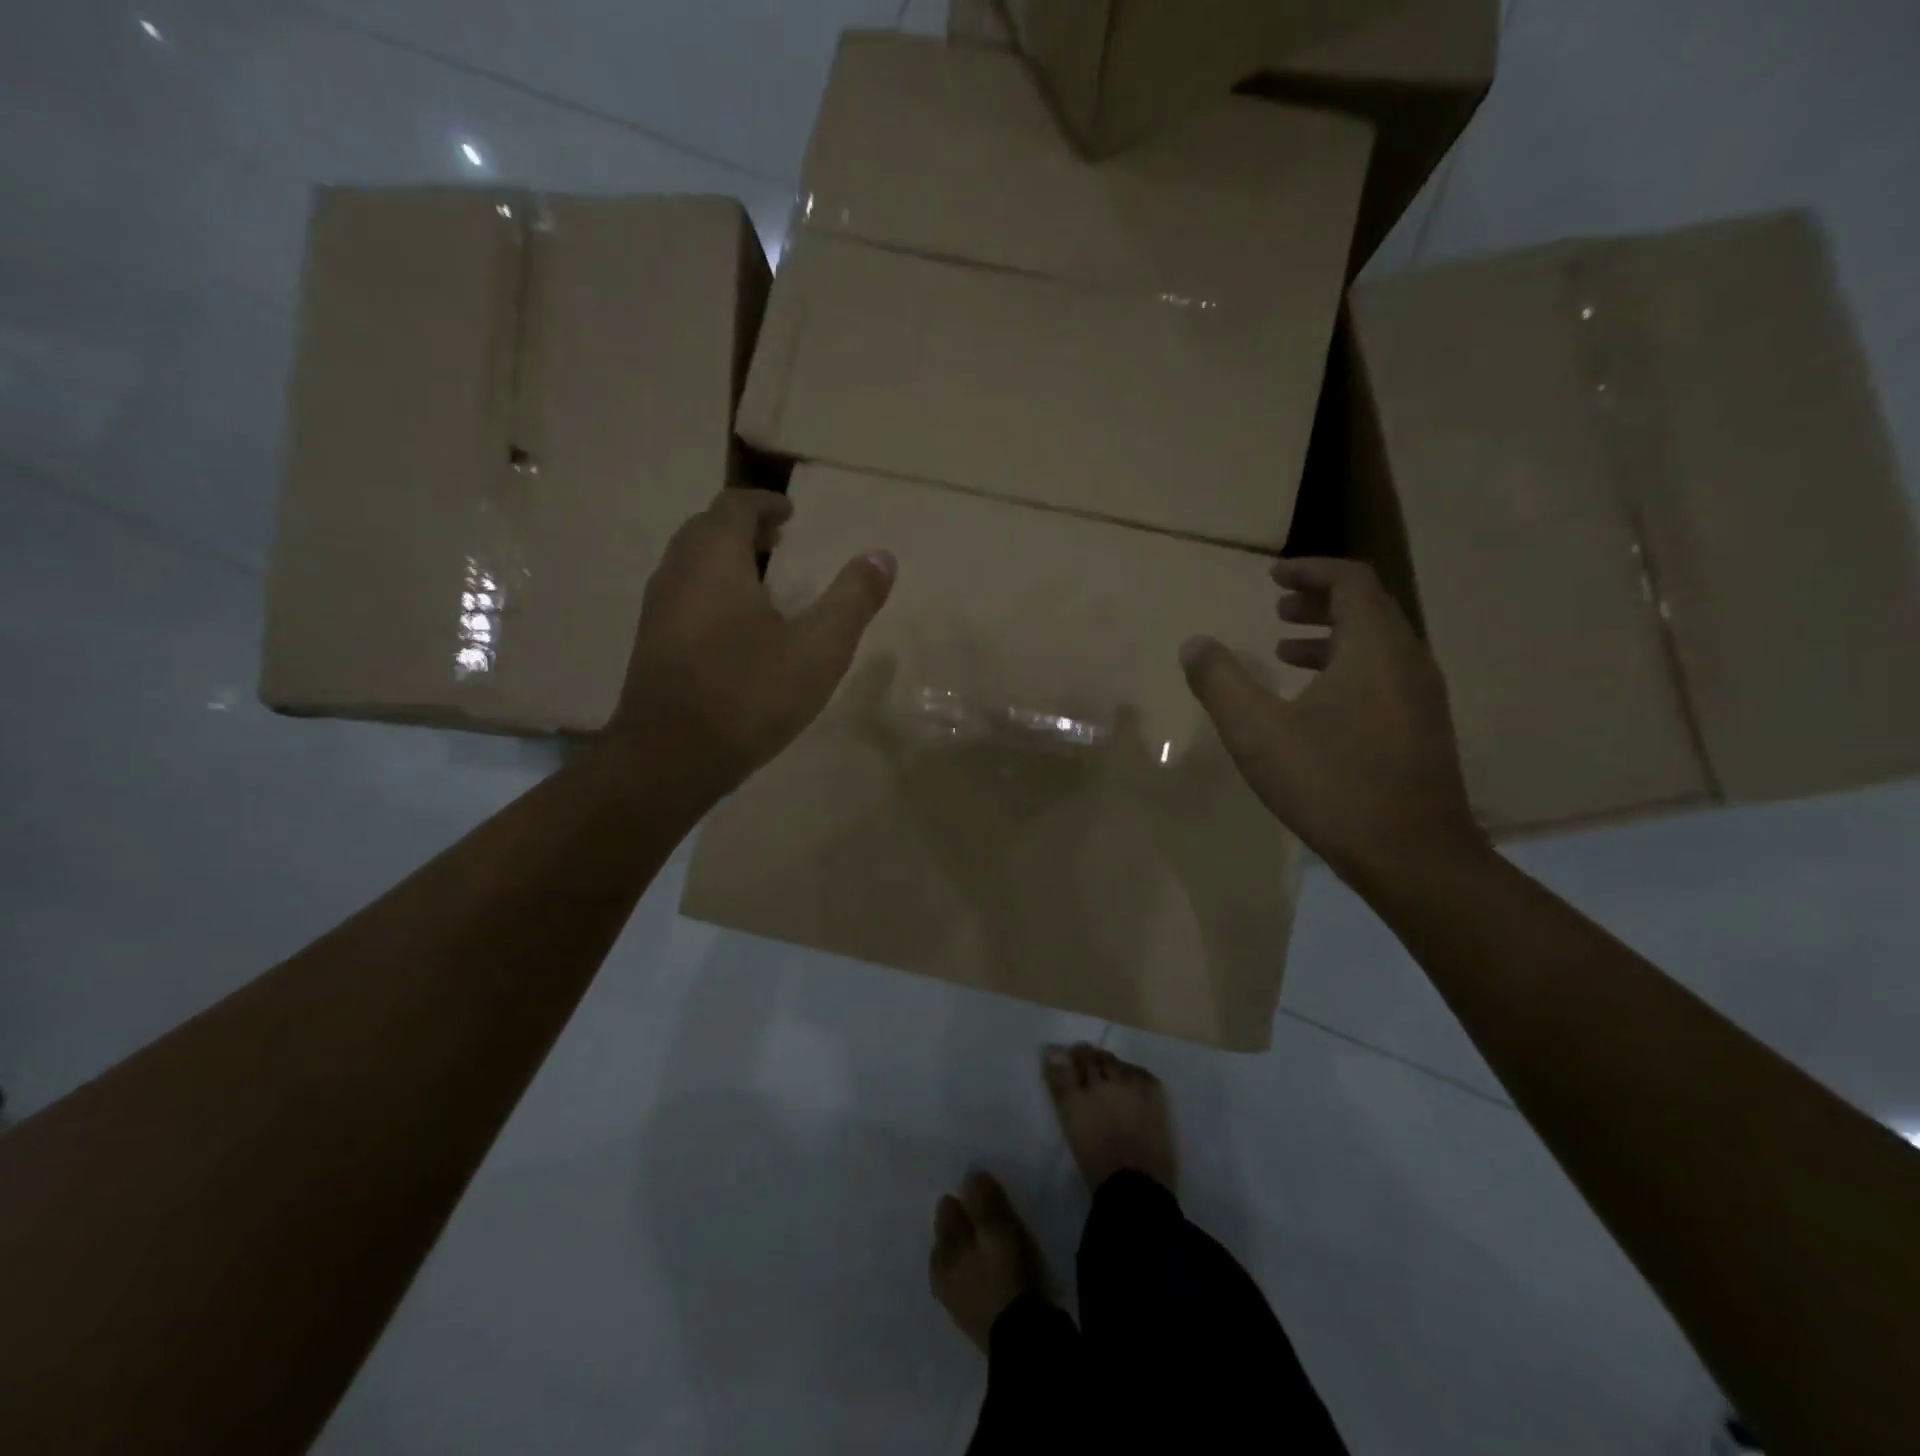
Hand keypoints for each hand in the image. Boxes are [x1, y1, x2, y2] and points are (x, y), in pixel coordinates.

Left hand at [610, 489, 894, 794]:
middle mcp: (677, 572)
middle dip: (743, 527)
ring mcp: (656, 609)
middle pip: (706, 529)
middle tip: (779, 541)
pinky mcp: (651, 644)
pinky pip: (683, 596)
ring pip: (690, 564)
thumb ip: (853, 599)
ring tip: (763, 582)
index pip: (734, 505)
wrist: (671, 758)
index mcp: (715, 559)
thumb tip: (882, 555)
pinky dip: (711, 590)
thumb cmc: (749, 694)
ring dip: (725, 559)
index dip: (765, 502)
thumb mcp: (818, 649)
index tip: (791, 512)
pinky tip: (736, 628)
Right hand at [1179, 558, 1486, 886]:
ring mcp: (1422, 696)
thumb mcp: (1258, 732)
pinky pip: (1385, 675)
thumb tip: (1195, 643)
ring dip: (1333, 636)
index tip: (1273, 576)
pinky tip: (1315, 703)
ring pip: (1378, 644)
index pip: (1351, 581)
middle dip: (1320, 600)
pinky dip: (1348, 667)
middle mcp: (1408, 660)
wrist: (1413, 856)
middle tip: (1278, 609)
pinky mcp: (1423, 728)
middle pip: (1368, 608)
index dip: (1310, 570)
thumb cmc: (1332, 783)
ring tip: (1286, 650)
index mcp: (1374, 648)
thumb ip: (1221, 682)